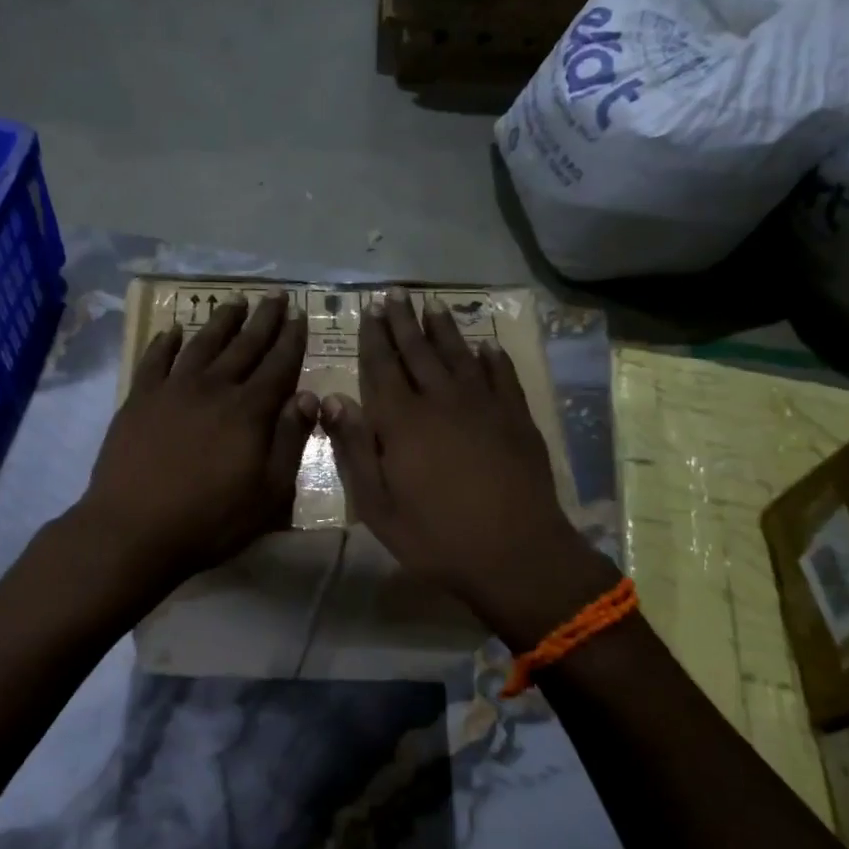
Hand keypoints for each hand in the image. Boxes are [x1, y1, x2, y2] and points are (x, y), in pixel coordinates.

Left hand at [78, 293, 317, 584]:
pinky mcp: (139, 399)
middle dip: (263, 320)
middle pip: (244, 346)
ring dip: (221, 321)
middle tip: (275, 295)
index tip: (300, 315)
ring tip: (235, 301)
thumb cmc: (210, 519)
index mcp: (249, 411)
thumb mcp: (269, 492)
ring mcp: (172, 390)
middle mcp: (213, 388)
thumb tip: (309, 397)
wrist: (133, 529)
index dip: (291, 340)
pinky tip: (173, 331)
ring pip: (202, 344)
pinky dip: (165, 343)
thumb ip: (290, 441)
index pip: (278, 366)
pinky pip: (155, 360)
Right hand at [321, 289, 616, 640]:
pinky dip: (492, 359)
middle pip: (418, 352)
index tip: (369, 310)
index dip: (374, 338)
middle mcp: (441, 401)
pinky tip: (487, 346)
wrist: (516, 553)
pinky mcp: (517, 418)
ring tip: (433, 306)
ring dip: (444, 330)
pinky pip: (502, 377)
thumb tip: (332, 399)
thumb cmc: (436, 536)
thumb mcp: (377, 505)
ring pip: (459, 356)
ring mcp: (484, 406)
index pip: (382, 367)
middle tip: (395, 295)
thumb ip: (354, 448)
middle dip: (403, 322)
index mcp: (402, 421)